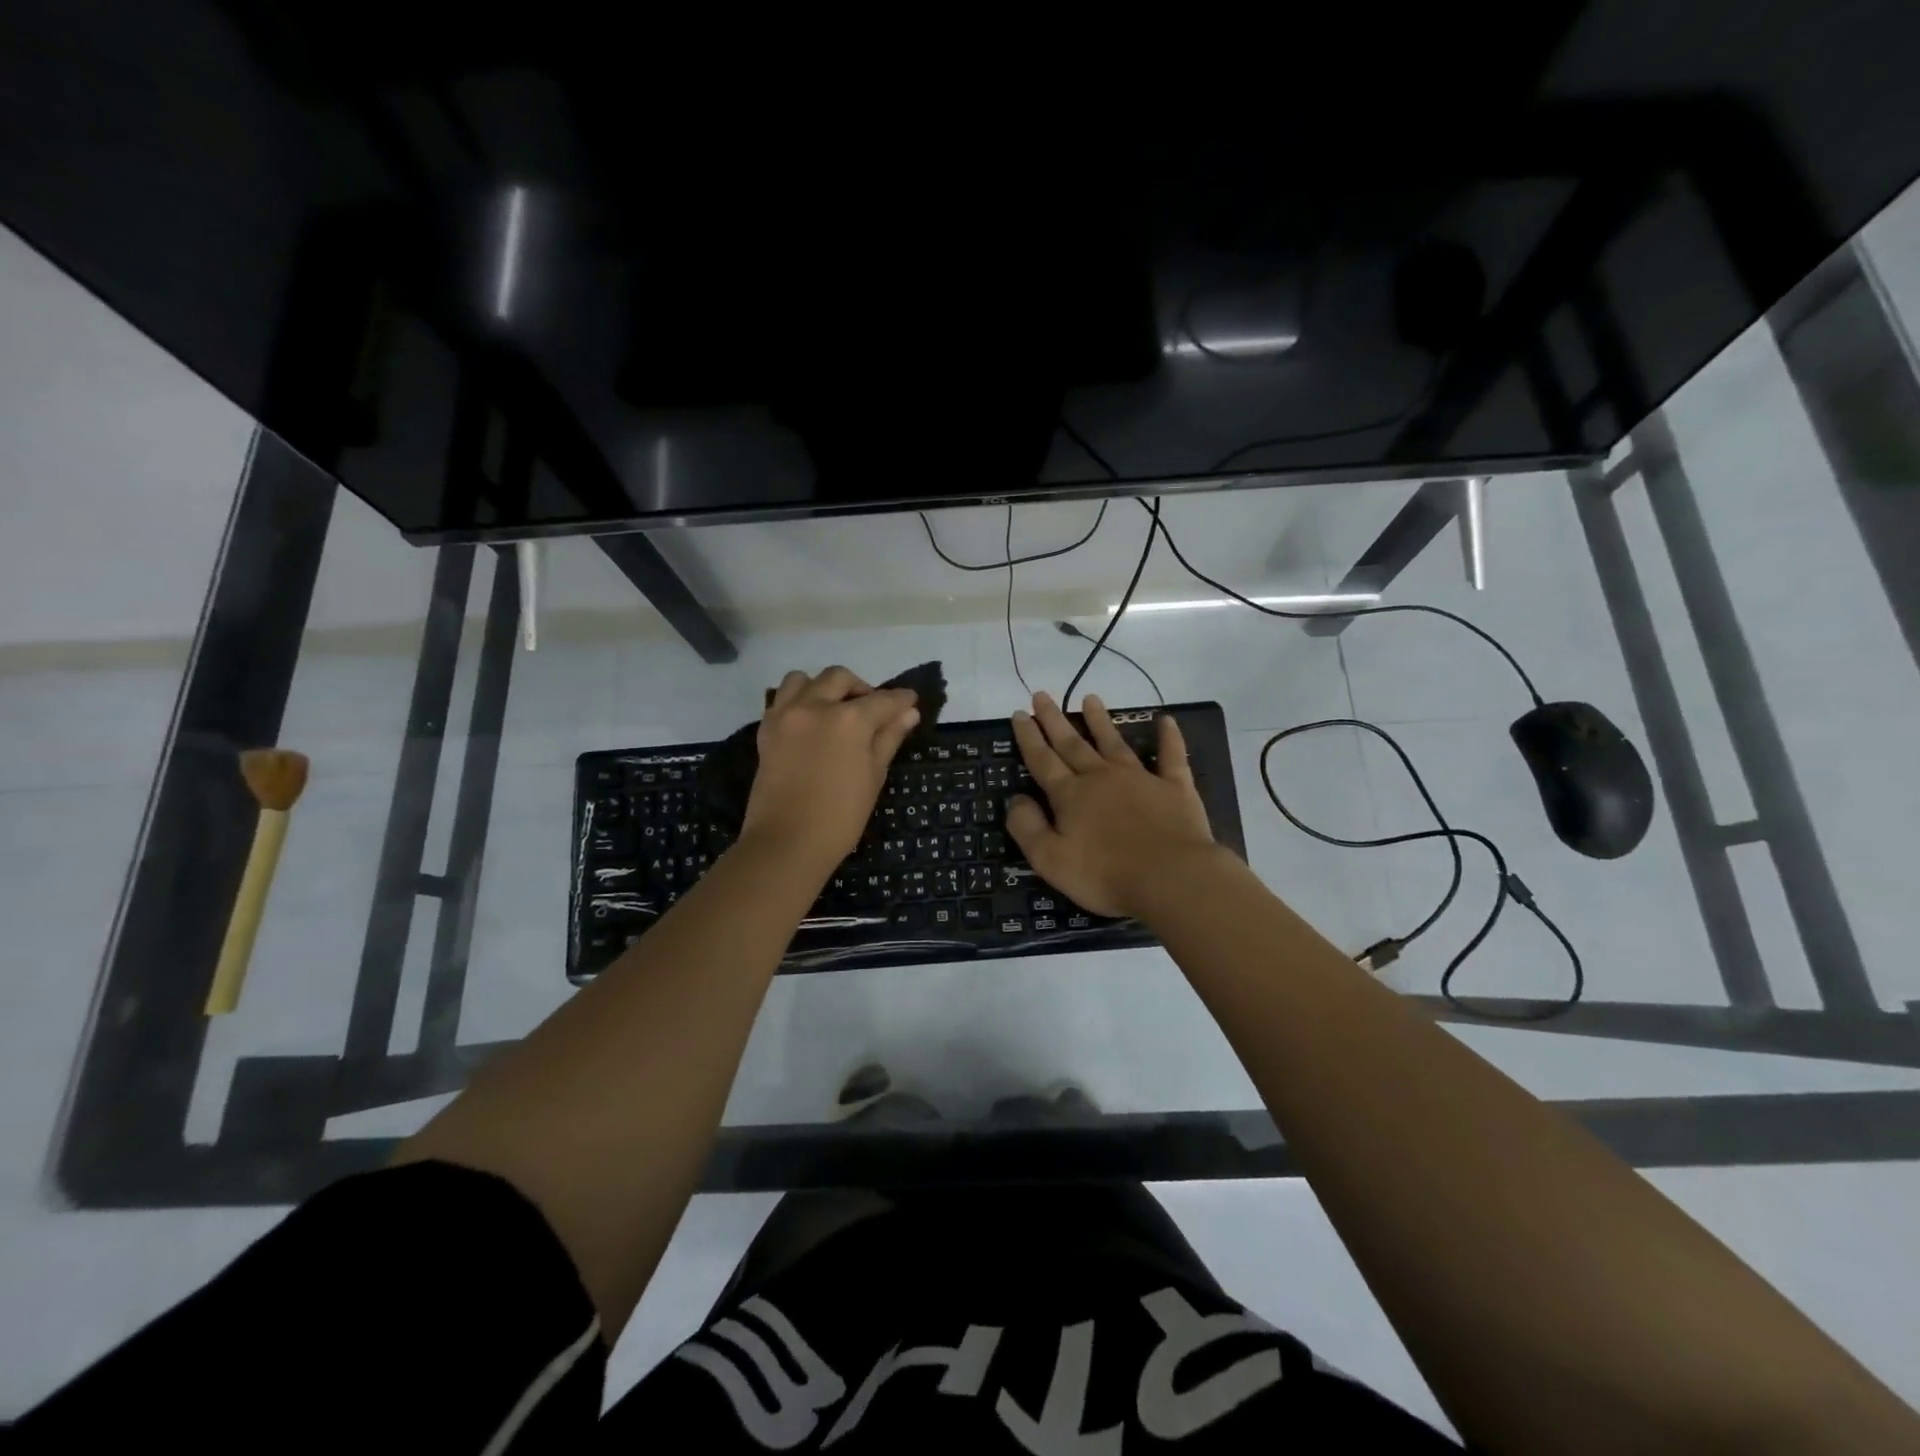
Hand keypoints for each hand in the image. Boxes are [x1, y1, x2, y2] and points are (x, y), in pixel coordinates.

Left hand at [742, 667, 920, 874]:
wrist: (786, 843)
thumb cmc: (840, 816)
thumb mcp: (873, 776)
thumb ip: (889, 738)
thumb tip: (908, 713)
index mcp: (848, 719)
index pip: (882, 700)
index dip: (901, 699)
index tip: (911, 700)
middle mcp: (815, 706)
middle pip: (840, 678)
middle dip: (861, 688)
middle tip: (873, 711)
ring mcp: (785, 716)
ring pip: (803, 680)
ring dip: (823, 687)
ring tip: (834, 710)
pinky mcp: (766, 730)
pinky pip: (782, 700)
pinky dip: (799, 701)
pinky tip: (811, 723)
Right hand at [1006, 692, 1216, 918]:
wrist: (1171, 877)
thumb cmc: (1106, 874)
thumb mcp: (1050, 860)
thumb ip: (1028, 828)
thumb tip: (1016, 799)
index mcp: (1071, 796)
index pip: (1043, 760)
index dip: (1029, 737)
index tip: (1020, 713)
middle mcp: (1101, 778)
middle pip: (1073, 744)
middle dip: (1055, 720)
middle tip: (1042, 695)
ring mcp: (1140, 779)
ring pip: (1114, 743)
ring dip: (1101, 720)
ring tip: (1090, 698)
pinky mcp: (1174, 788)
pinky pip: (1171, 756)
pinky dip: (1169, 737)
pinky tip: (1166, 720)